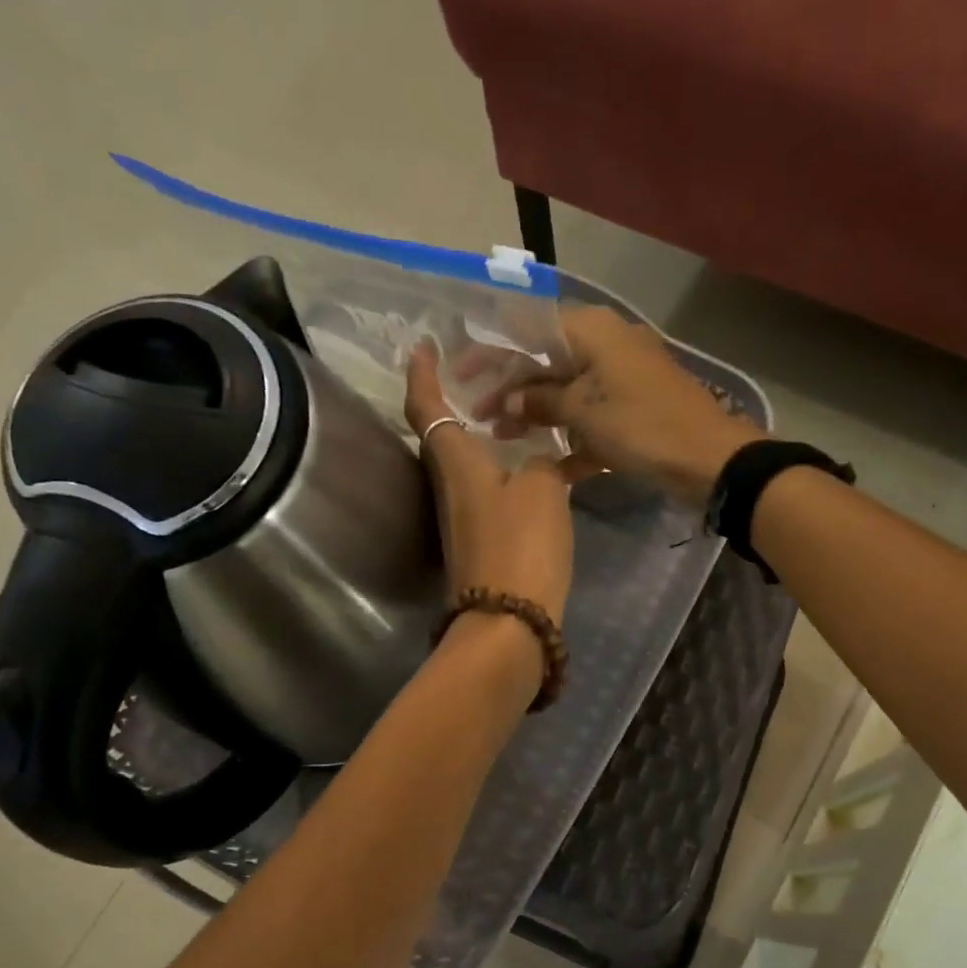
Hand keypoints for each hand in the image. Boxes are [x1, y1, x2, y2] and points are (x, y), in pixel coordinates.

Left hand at [406, 343, 572, 624]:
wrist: (510, 623)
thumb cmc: (520, 544)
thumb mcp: (544, 489)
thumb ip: (545, 463)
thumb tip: (543, 461)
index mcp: (455, 461)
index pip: (426, 406)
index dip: (421, 373)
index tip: (423, 344)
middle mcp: (450, 485)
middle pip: (444, 434)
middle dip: (458, 400)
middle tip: (489, 375)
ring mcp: (464, 517)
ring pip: (470, 462)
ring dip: (487, 435)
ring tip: (521, 413)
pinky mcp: (482, 541)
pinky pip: (491, 489)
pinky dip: (507, 468)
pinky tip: (538, 465)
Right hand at [485, 307, 764, 507]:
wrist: (709, 459)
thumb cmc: (641, 425)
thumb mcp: (583, 411)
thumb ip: (539, 402)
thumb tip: (507, 402)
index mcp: (592, 331)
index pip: (529, 328)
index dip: (493, 350)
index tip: (463, 374)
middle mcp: (606, 346)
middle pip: (546, 360)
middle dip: (512, 388)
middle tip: (480, 416)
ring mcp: (622, 380)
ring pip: (567, 391)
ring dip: (537, 415)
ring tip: (504, 439)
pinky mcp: (634, 411)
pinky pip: (592, 417)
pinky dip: (571, 436)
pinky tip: (548, 462)